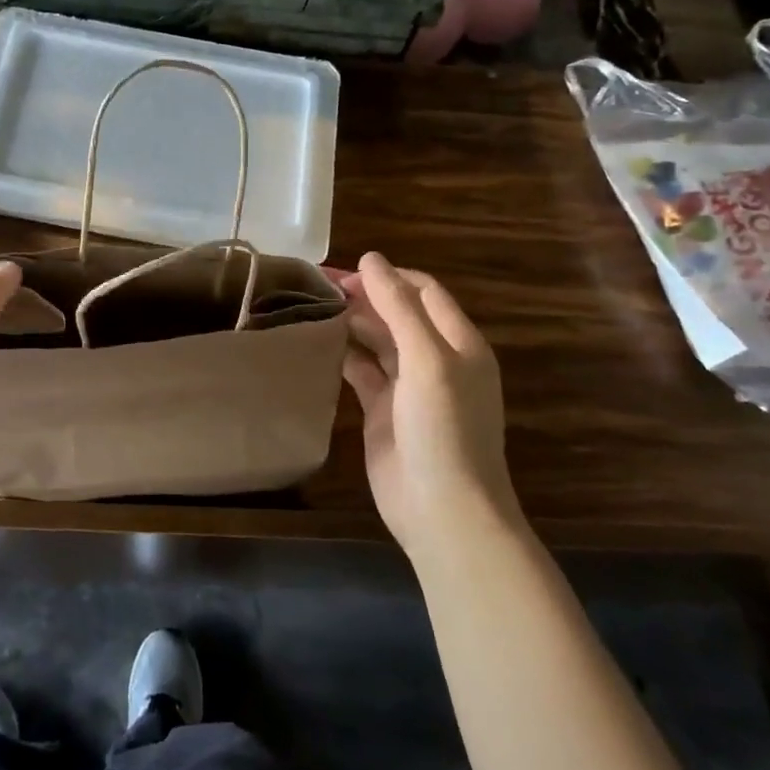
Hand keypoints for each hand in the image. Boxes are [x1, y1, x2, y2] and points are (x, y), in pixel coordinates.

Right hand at [339, 253, 517, 558]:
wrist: (442, 510)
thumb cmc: (443, 428)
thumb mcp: (427, 360)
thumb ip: (399, 307)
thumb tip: (371, 259)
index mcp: (458, 342)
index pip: (423, 291)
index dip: (387, 276)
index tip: (344, 271)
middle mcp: (435, 359)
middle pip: (398, 313)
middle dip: (364, 297)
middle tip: (316, 287)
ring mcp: (409, 386)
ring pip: (378, 341)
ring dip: (351, 323)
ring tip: (311, 308)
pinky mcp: (383, 410)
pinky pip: (362, 371)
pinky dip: (342, 354)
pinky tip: (316, 343)